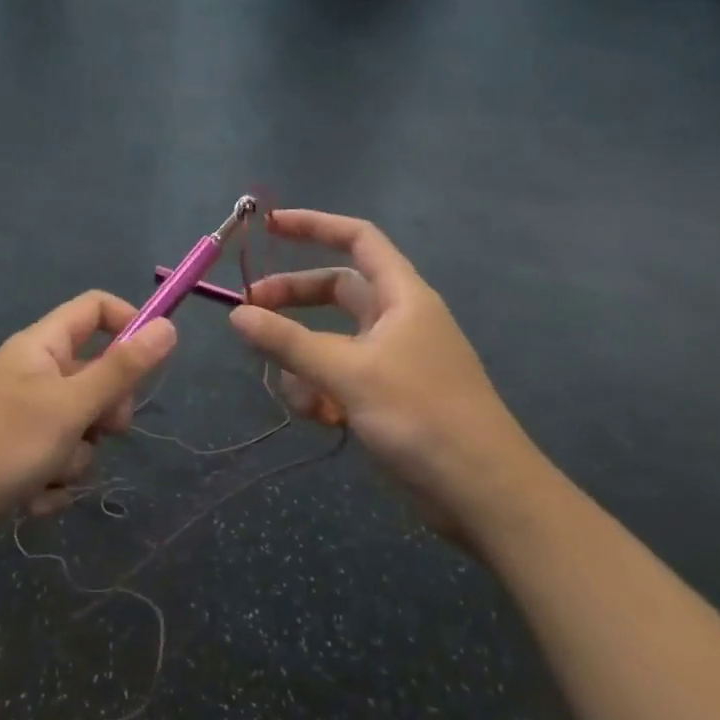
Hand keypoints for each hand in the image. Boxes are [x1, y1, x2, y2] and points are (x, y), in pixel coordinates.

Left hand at [0, 293, 175, 549]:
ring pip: (81, 427)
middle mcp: (34, 373)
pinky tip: (32, 499)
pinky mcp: (17, 454)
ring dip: (76, 458)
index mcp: (42, 346)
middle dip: (105, 412)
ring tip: (49, 475)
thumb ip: (122, 369)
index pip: (95, 309)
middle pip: (96, 375)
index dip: (129, 325)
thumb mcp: (71, 406)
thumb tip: (169, 326)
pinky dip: (53, 481)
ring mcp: (24, 415)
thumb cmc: (2, 445)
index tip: (153, 361)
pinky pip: (58, 459)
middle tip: (100, 432)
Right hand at [228, 210, 544, 539]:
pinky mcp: (387, 396)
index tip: (270, 227)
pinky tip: (323, 420)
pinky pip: (340, 378)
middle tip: (248, 315)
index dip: (315, 225)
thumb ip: (288, 342)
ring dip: (304, 363)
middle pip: (335, 291)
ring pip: (330, 342)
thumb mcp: (347, 374)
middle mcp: (398, 320)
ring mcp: (392, 360)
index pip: (358, 239)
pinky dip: (322, 393)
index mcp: (402, 296)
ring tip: (299, 397)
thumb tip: (236, 315)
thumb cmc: (421, 416)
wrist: (482, 494)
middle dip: (291, 303)